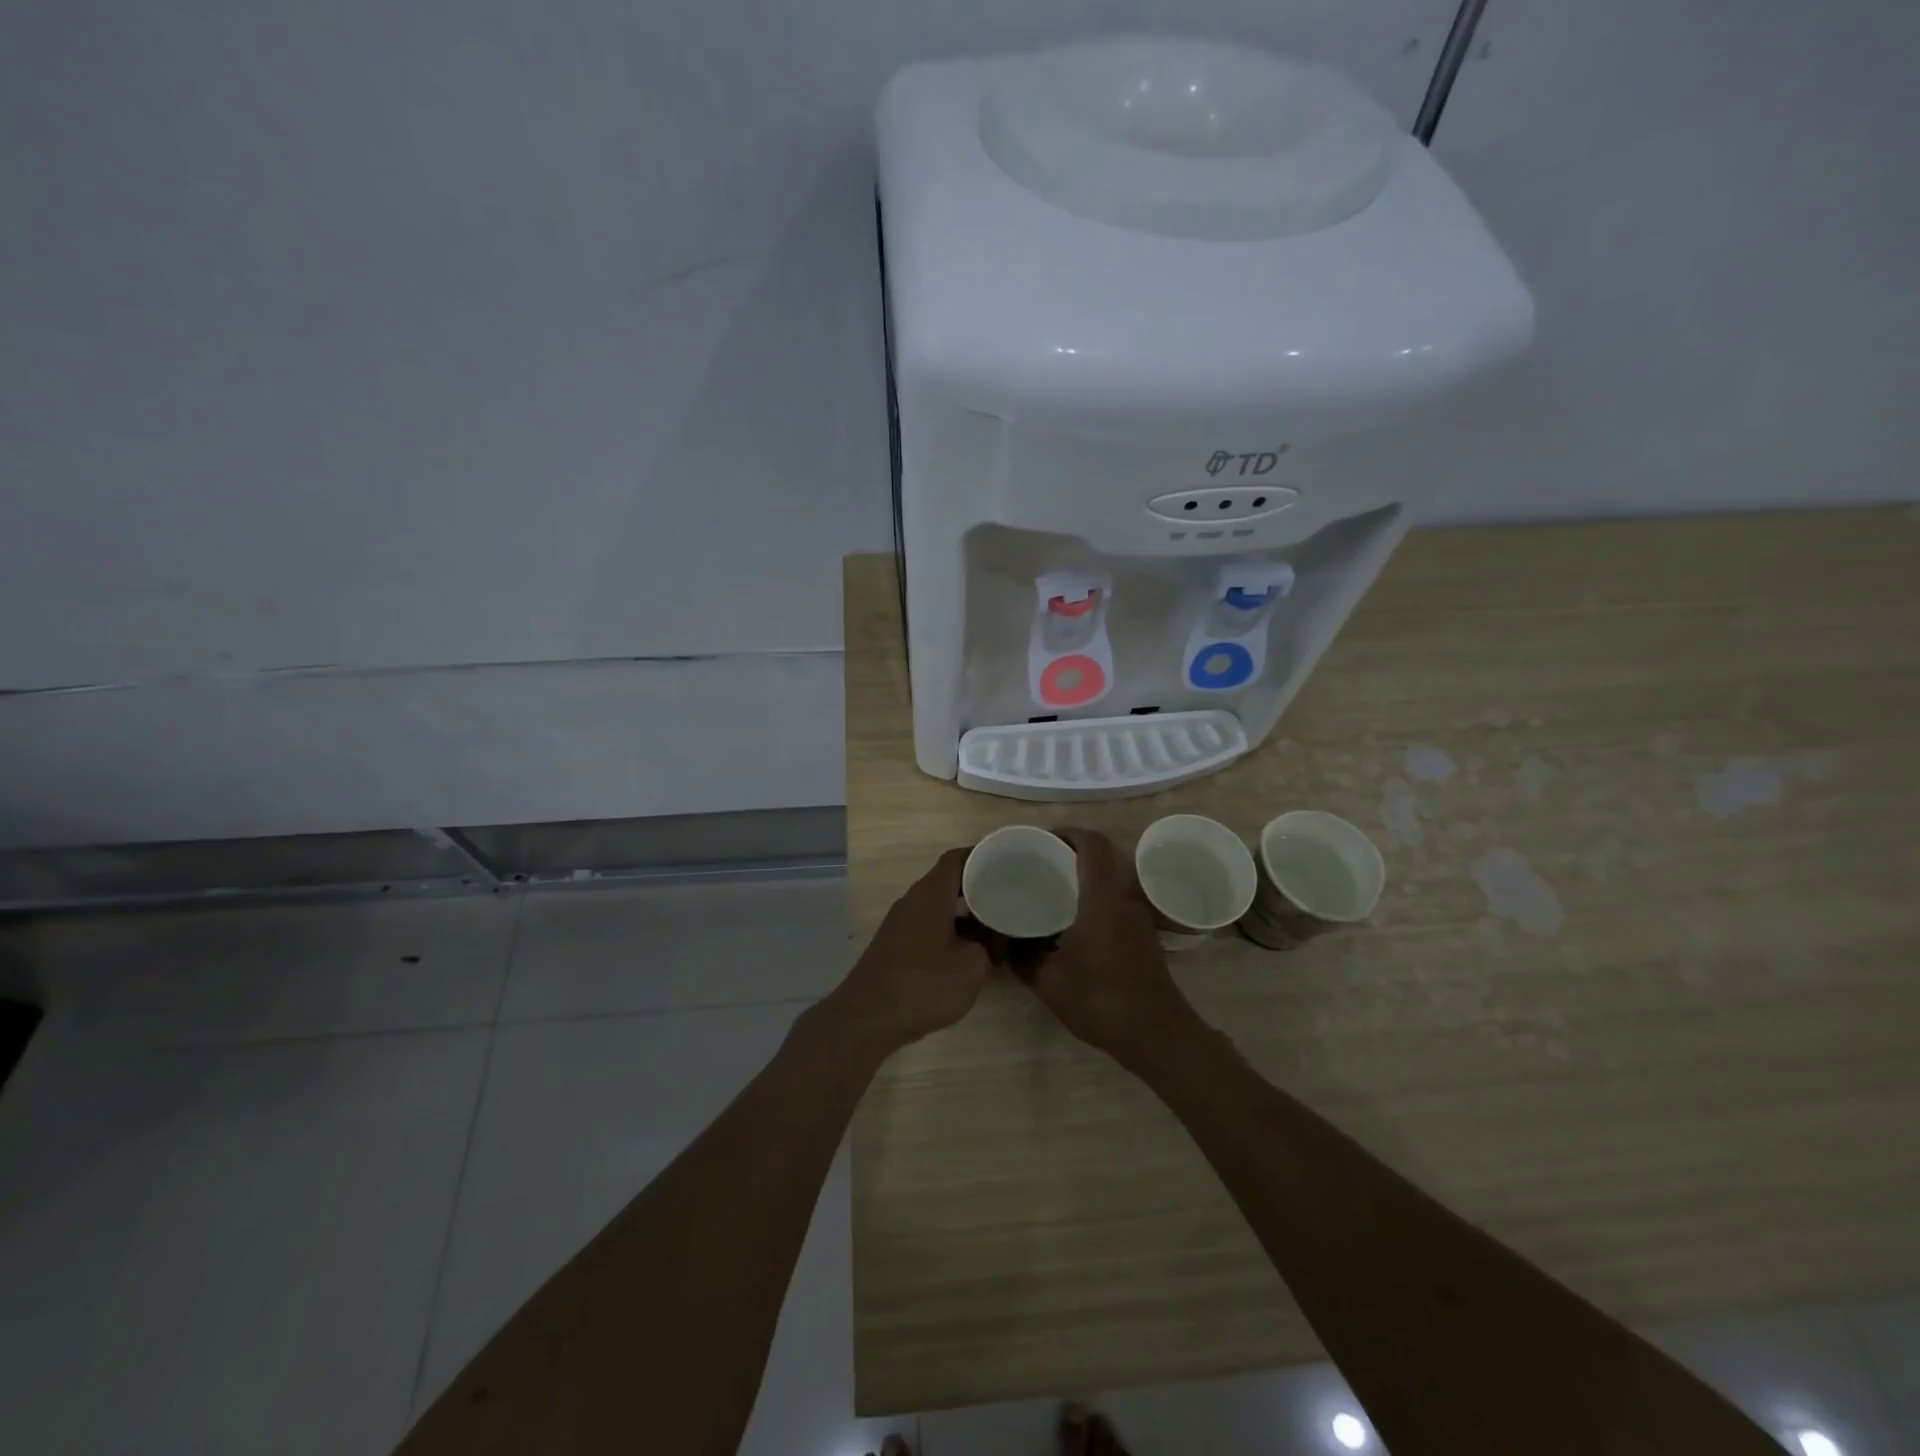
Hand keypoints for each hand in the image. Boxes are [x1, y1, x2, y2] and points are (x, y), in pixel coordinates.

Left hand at [826, 848, 991, 1055]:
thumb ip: (989, 945)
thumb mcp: (972, 966)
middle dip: (979, 887)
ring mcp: (901, 923)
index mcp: (931, 894)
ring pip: (940, 906)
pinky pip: (929, 925)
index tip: (1008, 863)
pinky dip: (951, 930)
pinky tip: (969, 951)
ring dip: (966, 913)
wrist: (868, 1018)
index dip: (984, 856)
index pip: (958, 858)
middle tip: (1009, 896)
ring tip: (996, 925)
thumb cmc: (923, 984)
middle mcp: (913, 900)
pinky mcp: (896, 945)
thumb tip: (992, 938)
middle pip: (949, 881)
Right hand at [1026, 828, 1196, 1069]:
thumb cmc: (1101, 1000)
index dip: (1069, 833)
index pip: (1092, 844)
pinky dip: (1096, 902)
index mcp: (1101, 898)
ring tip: (1054, 895)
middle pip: (1102, 859)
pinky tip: (1075, 926)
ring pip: (1110, 882)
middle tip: (1042, 867)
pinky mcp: (1144, 936)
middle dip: (1072, 856)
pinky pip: (1117, 904)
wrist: (1157, 1034)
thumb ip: (1023, 958)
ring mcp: (1138, 918)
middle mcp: (1124, 899)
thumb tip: (1004, 944)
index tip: (1043, 840)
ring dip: (1085, 881)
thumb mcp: (1050, 982)